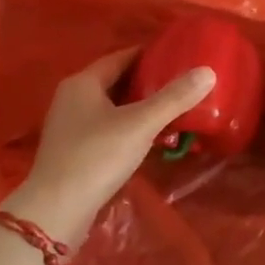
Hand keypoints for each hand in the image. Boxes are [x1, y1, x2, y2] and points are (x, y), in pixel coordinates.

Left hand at [1, 48, 215, 247]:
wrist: (57, 209)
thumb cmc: (97, 157)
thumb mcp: (141, 124)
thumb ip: (174, 98)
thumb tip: (208, 71)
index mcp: (83, 82)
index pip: (121, 57)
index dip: (149, 55)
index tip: (178, 56)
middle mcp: (72, 97)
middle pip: (116, 81)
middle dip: (147, 81)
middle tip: (181, 83)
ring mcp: (69, 125)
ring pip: (111, 106)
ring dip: (138, 107)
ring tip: (171, 109)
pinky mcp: (72, 150)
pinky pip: (106, 128)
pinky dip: (128, 127)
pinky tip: (148, 138)